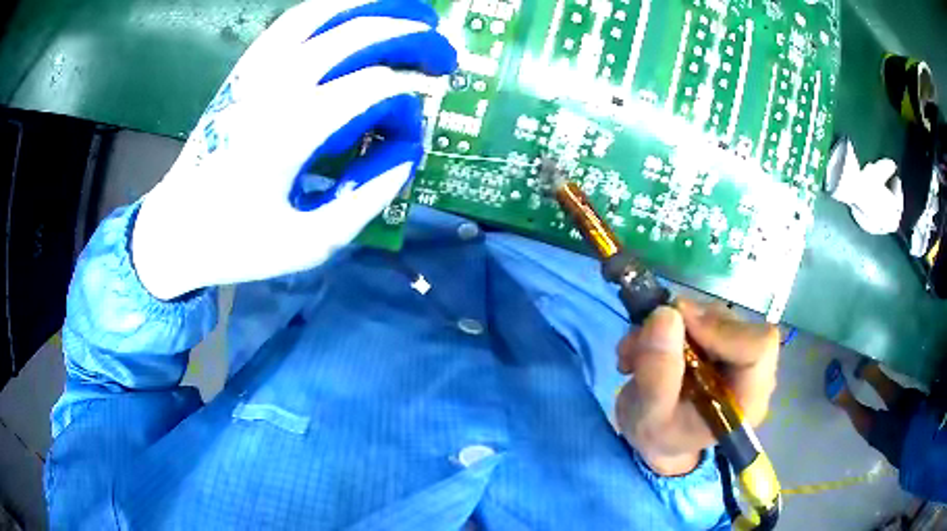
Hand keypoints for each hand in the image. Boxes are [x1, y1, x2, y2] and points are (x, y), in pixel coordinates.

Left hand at [131, 0, 456, 299]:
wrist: (176, 228)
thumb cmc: (238, 243)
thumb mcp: (309, 243)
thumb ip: (367, 199)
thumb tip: (405, 155)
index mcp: (291, 130)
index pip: (375, 88)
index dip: (408, 105)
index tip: (410, 137)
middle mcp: (276, 86)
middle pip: (361, 33)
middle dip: (413, 37)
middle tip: (444, 52)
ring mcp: (256, 70)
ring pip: (325, 11)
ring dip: (376, 5)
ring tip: (412, 13)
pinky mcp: (245, 69)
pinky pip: (294, 20)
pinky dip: (333, 7)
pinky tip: (356, 13)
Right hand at [614, 299, 779, 475]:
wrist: (658, 437)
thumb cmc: (660, 437)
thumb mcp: (649, 419)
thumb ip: (658, 375)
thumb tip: (665, 315)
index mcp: (748, 399)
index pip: (759, 347)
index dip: (721, 330)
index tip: (674, 327)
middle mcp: (752, 369)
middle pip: (731, 325)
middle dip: (682, 327)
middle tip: (638, 345)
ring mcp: (737, 348)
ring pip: (710, 313)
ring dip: (666, 325)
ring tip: (633, 354)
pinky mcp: (721, 335)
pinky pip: (698, 312)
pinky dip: (665, 322)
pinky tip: (642, 346)